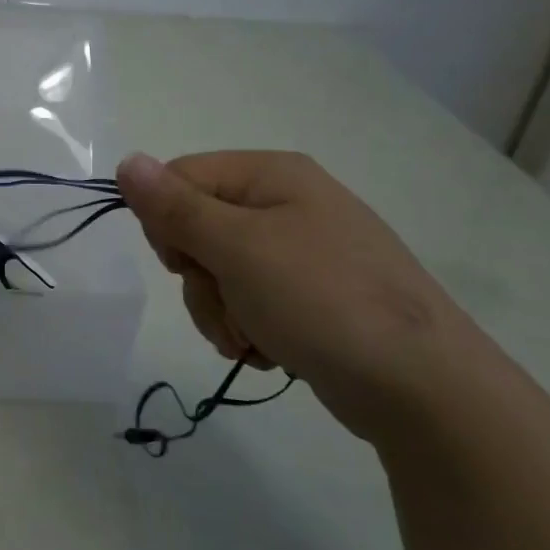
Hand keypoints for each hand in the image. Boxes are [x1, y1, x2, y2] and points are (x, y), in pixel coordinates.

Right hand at [116, 150, 486, 439]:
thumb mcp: (238, 249)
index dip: (167, 223)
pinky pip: (248, 300)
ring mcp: (300, 251)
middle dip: (200, 279)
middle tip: (230, 304)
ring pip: (217, 272)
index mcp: (271, 174)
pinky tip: (272, 349)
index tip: (186, 264)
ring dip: (221, 311)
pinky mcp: (309, 294)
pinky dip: (247, 328)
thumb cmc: (323, 301)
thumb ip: (175, 207)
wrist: (423, 388)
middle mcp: (285, 203)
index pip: (179, 179)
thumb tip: (126, 161)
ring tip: (255, 338)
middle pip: (195, 229)